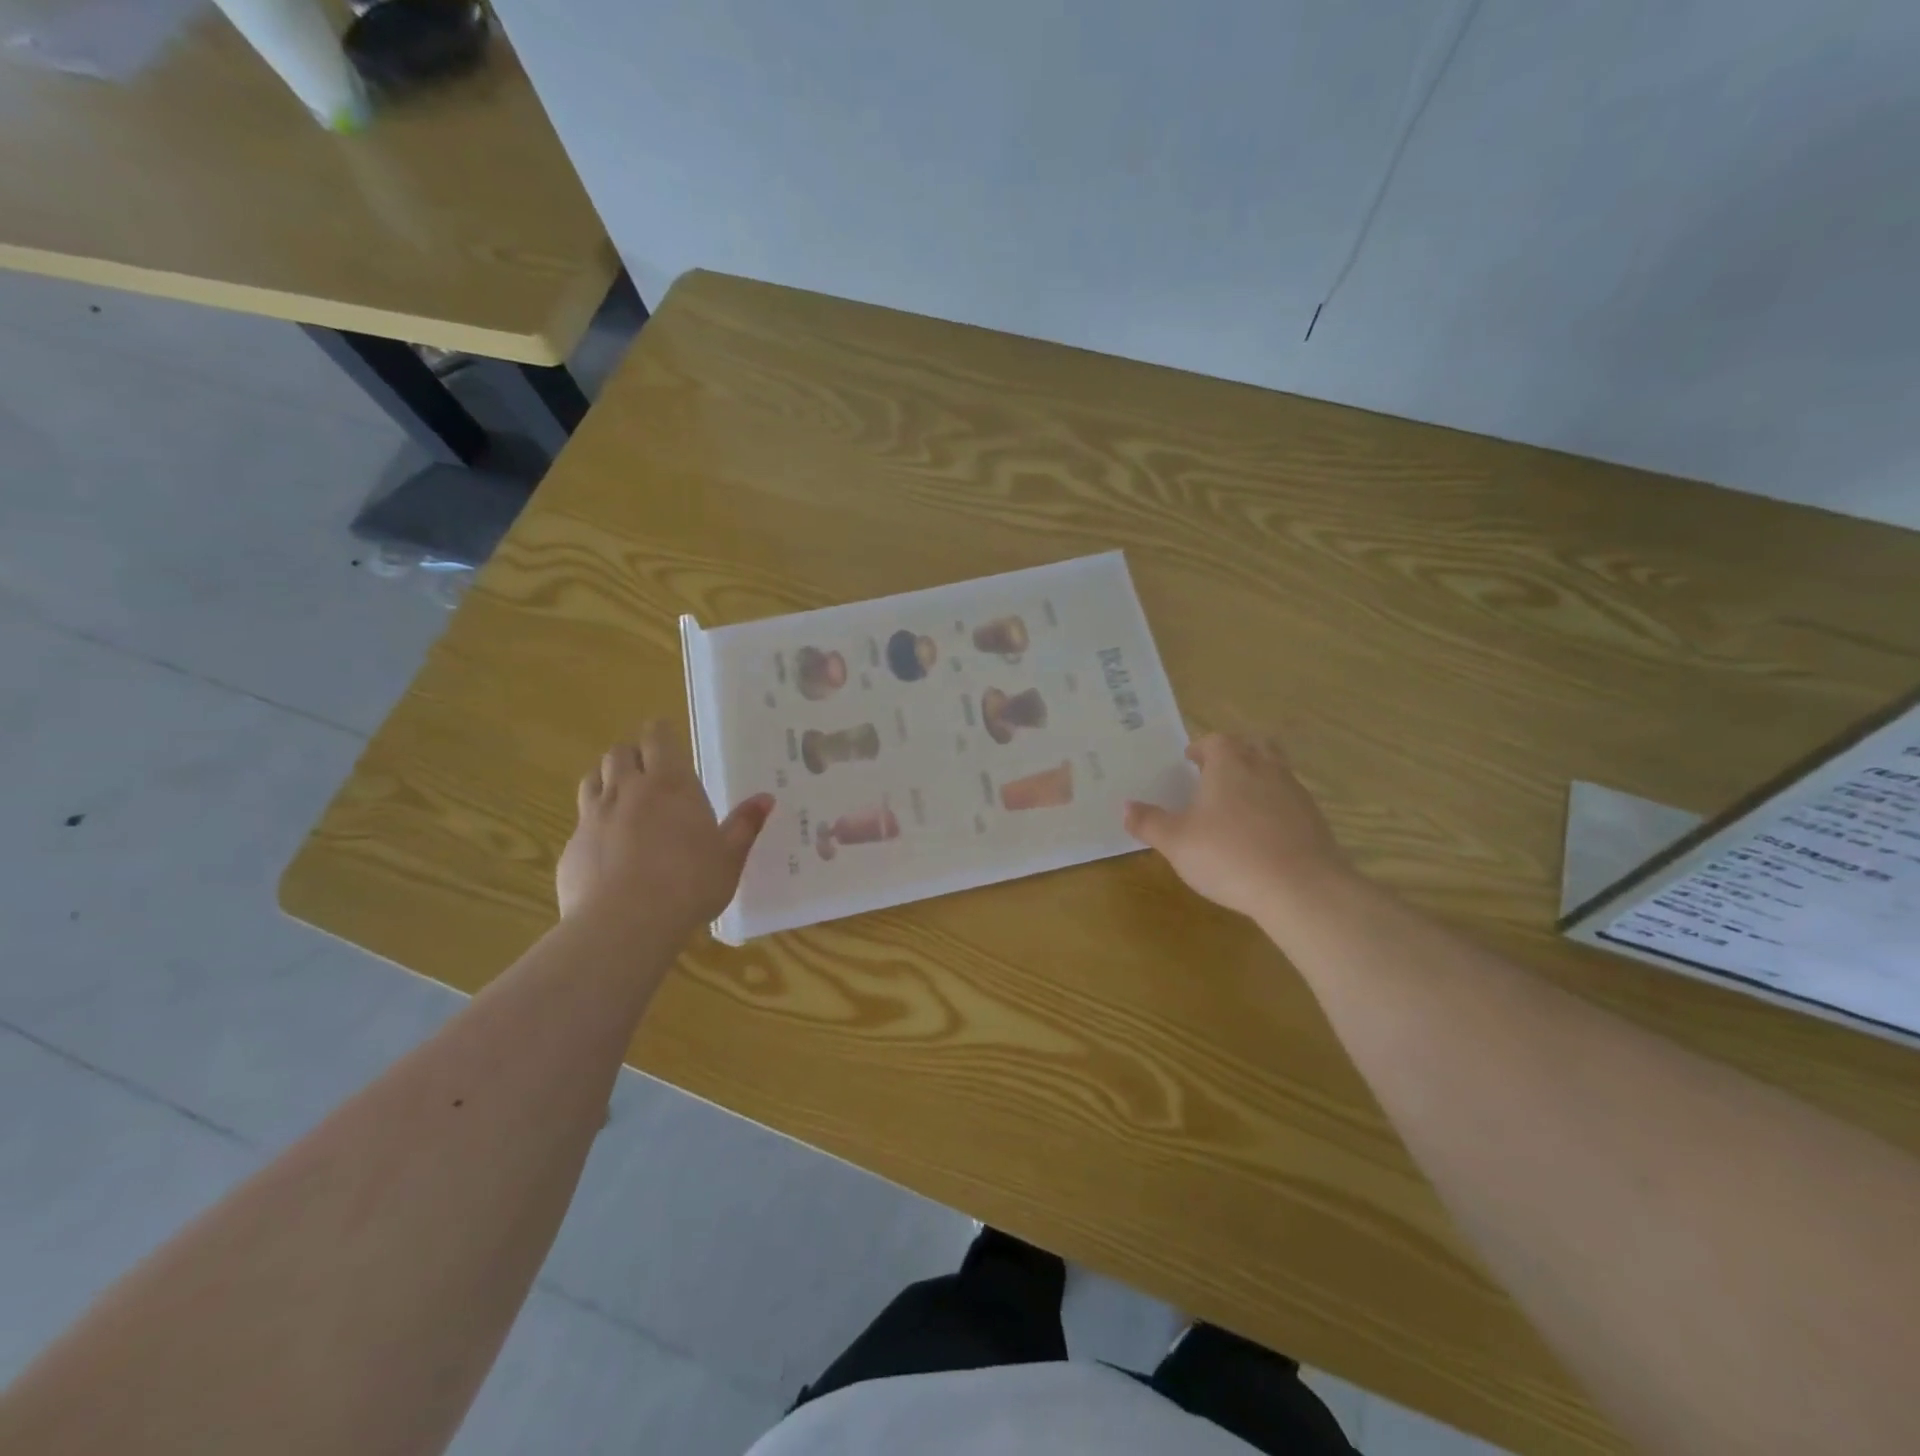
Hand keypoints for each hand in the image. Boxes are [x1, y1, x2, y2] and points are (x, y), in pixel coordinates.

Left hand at [557, 722, 774, 930]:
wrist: (625, 923)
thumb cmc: (690, 883)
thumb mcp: (729, 857)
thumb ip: (745, 825)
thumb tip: (766, 799)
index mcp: (669, 784)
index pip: (657, 738)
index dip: (659, 733)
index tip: (665, 738)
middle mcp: (627, 791)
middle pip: (618, 753)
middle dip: (632, 756)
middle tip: (648, 772)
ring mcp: (593, 818)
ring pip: (592, 780)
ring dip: (607, 781)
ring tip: (623, 800)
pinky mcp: (571, 848)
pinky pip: (581, 823)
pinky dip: (594, 825)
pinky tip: (608, 850)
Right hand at [1124, 733, 1346, 919]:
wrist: (1301, 888)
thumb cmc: (1229, 855)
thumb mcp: (1176, 842)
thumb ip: (1149, 822)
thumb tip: (1126, 806)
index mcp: (1230, 763)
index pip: (1215, 741)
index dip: (1201, 749)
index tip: (1191, 761)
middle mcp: (1265, 767)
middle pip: (1253, 746)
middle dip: (1236, 754)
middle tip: (1217, 774)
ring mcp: (1295, 792)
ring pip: (1276, 771)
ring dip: (1258, 779)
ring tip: (1239, 805)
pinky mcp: (1315, 820)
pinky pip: (1290, 802)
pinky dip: (1276, 808)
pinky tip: (1263, 834)